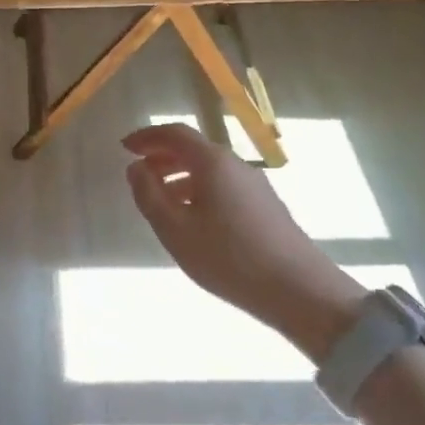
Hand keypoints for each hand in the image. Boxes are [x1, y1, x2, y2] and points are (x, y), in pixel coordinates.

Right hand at [122, 123, 360, 340]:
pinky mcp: (266, 206)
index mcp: (212, 162)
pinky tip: (193, 219)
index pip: (175, 133)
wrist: (300, 291)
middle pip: (193, 149)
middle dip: (162, 156)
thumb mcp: (175, 229)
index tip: (125, 147)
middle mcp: (235, 164)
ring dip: (180, 175)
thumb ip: (149, 195)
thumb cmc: (229, 257)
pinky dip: (199, 190)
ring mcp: (255, 185)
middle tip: (139, 173)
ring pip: (209, 169)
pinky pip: (223, 185)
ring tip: (160, 200)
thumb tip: (136, 168)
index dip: (147, 136)